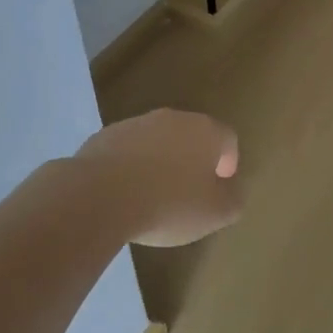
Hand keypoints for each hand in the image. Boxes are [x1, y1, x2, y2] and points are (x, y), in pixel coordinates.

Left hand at [75, 108, 242, 247]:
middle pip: (191, 136)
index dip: (228, 163)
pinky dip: (131, 167)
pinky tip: (124, 194)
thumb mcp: (215, 214)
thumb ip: (233, 199)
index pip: (228, 139)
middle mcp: (172, 118)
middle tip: (189, 193)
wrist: (99, 197)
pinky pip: (127, 151)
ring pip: (157, 141)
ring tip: (153, 196)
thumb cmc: (168, 205)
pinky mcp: (103, 137)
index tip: (220, 188)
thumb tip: (231, 190)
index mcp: (205, 131)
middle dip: (193, 160)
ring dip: (160, 162)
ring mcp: (135, 124)